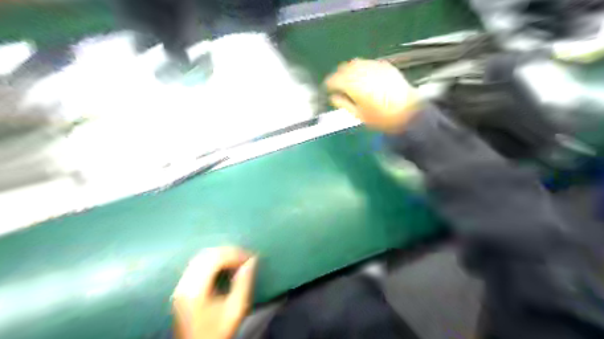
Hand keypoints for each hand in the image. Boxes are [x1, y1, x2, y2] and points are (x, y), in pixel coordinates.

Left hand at [172, 247, 256, 338]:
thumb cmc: (218, 331)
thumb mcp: (236, 309)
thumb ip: (244, 283)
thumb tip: (251, 261)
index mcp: (196, 290)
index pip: (215, 259)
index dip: (234, 254)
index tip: (250, 257)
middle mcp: (185, 283)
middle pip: (207, 255)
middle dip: (228, 251)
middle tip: (245, 257)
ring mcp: (181, 285)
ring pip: (201, 256)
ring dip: (221, 254)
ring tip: (237, 259)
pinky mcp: (182, 287)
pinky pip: (198, 263)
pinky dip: (213, 259)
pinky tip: (224, 264)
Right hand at [325, 58, 420, 132]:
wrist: (409, 113)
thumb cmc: (383, 118)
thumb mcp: (360, 115)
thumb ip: (344, 104)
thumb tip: (334, 98)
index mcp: (356, 86)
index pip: (336, 79)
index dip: (329, 82)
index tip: (327, 87)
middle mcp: (364, 73)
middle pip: (345, 68)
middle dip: (338, 74)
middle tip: (336, 83)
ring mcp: (376, 68)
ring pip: (356, 63)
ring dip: (349, 69)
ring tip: (348, 78)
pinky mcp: (386, 66)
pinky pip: (368, 63)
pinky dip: (361, 68)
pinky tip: (362, 75)